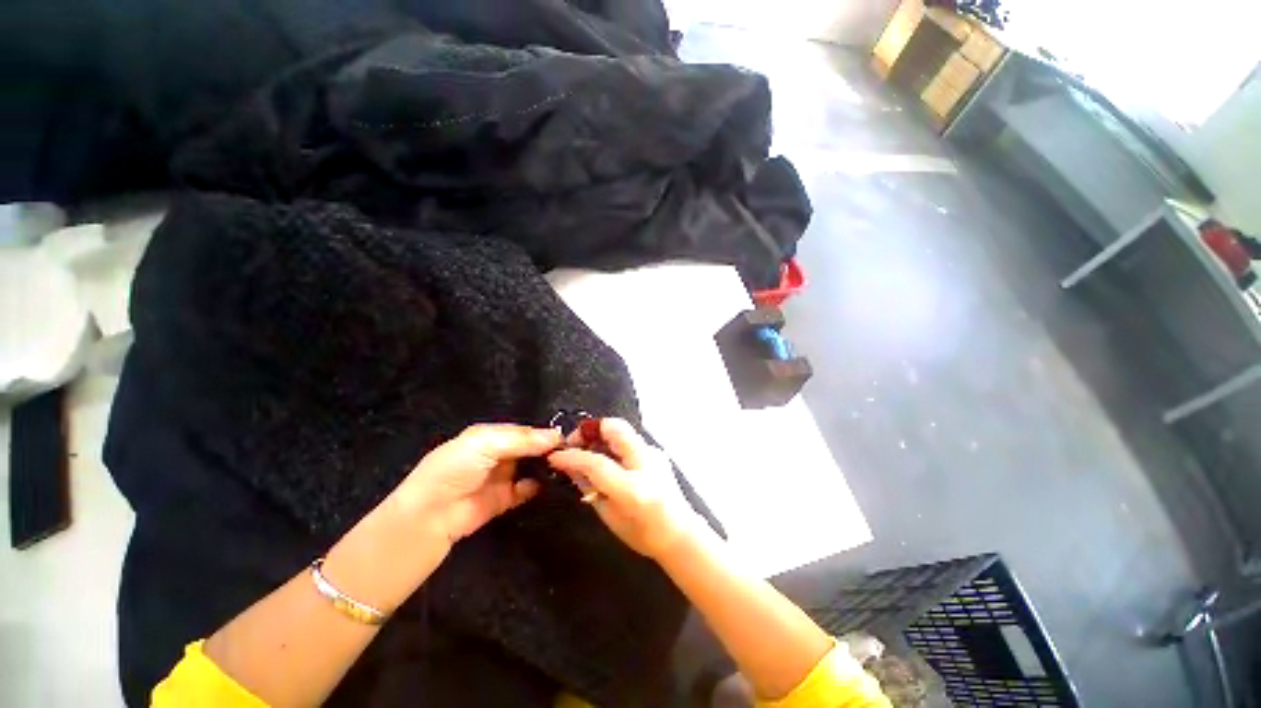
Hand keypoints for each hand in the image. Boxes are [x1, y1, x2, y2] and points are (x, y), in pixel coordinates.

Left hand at [387, 424, 561, 550]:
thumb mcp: (486, 443)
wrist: (431, 515)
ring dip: (545, 467)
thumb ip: (522, 439)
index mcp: (489, 436)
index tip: (566, 437)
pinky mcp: (504, 500)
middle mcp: (497, 454)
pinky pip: (527, 490)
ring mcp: (501, 477)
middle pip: (528, 448)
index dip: (542, 433)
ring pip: (530, 467)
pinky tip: (554, 483)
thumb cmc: (456, 469)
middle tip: (572, 452)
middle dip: (547, 449)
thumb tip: (556, 435)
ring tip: (569, 466)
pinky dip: (539, 486)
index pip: (523, 430)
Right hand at [547, 418, 702, 559]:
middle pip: (614, 427)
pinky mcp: (656, 451)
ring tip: (587, 450)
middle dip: (589, 429)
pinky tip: (607, 458)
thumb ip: (589, 487)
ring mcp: (653, 453)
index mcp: (632, 488)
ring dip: (600, 435)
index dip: (571, 456)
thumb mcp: (609, 515)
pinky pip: (628, 439)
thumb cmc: (642, 534)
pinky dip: (612, 443)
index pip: (595, 462)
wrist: (680, 533)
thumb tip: (571, 466)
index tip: (555, 456)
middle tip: (574, 442)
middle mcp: (645, 463)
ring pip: (622, 429)